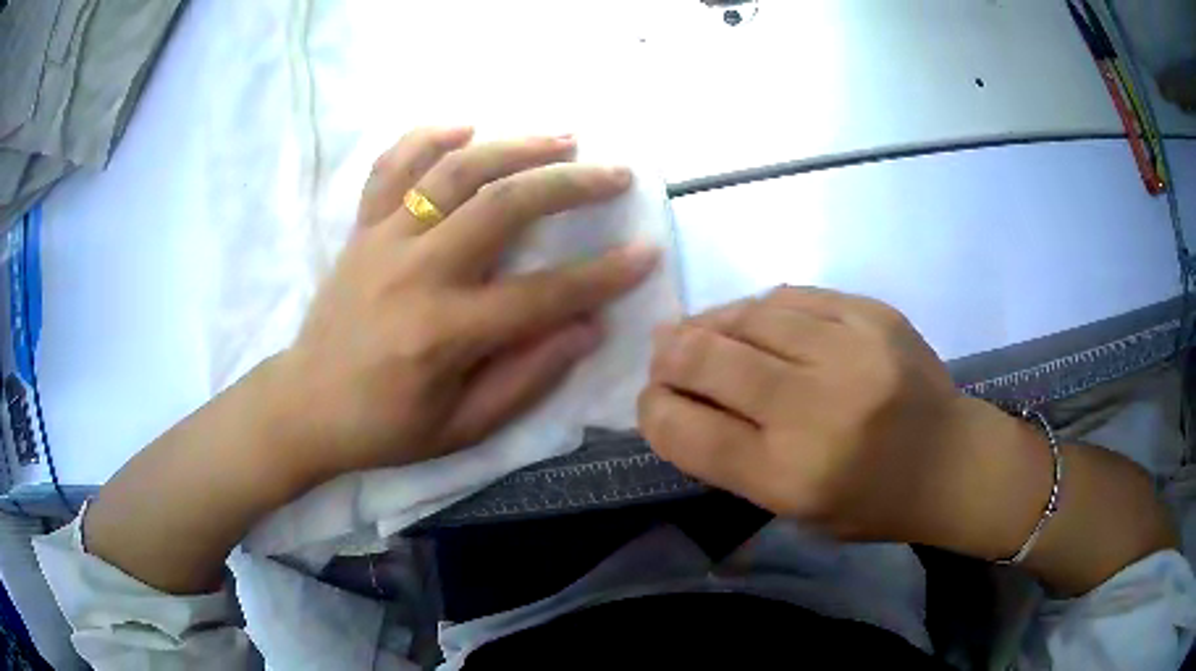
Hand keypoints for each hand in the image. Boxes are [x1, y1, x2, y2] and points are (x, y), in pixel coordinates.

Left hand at [273, 127, 659, 483]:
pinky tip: (465, 127)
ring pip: (452, 171)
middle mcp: (414, 273)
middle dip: (568, 184)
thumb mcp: (462, 427)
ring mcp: (382, 240)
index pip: (541, 295)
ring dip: (513, 146)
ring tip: (561, 137)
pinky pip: (390, 166)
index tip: (646, 252)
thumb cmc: (384, 427)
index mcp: (442, 333)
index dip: (601, 275)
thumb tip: (586, 328)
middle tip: (614, 173)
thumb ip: (526, 378)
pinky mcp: (361, 229)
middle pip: (502, 206)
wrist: (305, 405)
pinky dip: (427, 137)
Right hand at [638, 286, 977, 542]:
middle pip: (705, 360)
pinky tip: (757, 322)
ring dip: (710, 324)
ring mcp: (851, 351)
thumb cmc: (871, 502)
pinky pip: (792, 296)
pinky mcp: (874, 314)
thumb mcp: (793, 508)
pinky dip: (760, 310)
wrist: (952, 461)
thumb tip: (677, 400)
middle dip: (669, 357)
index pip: (686, 431)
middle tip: (666, 357)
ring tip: (703, 333)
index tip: (652, 402)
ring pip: (747, 315)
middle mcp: (817, 409)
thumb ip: (733, 458)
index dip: (652, 410)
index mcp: (792, 476)